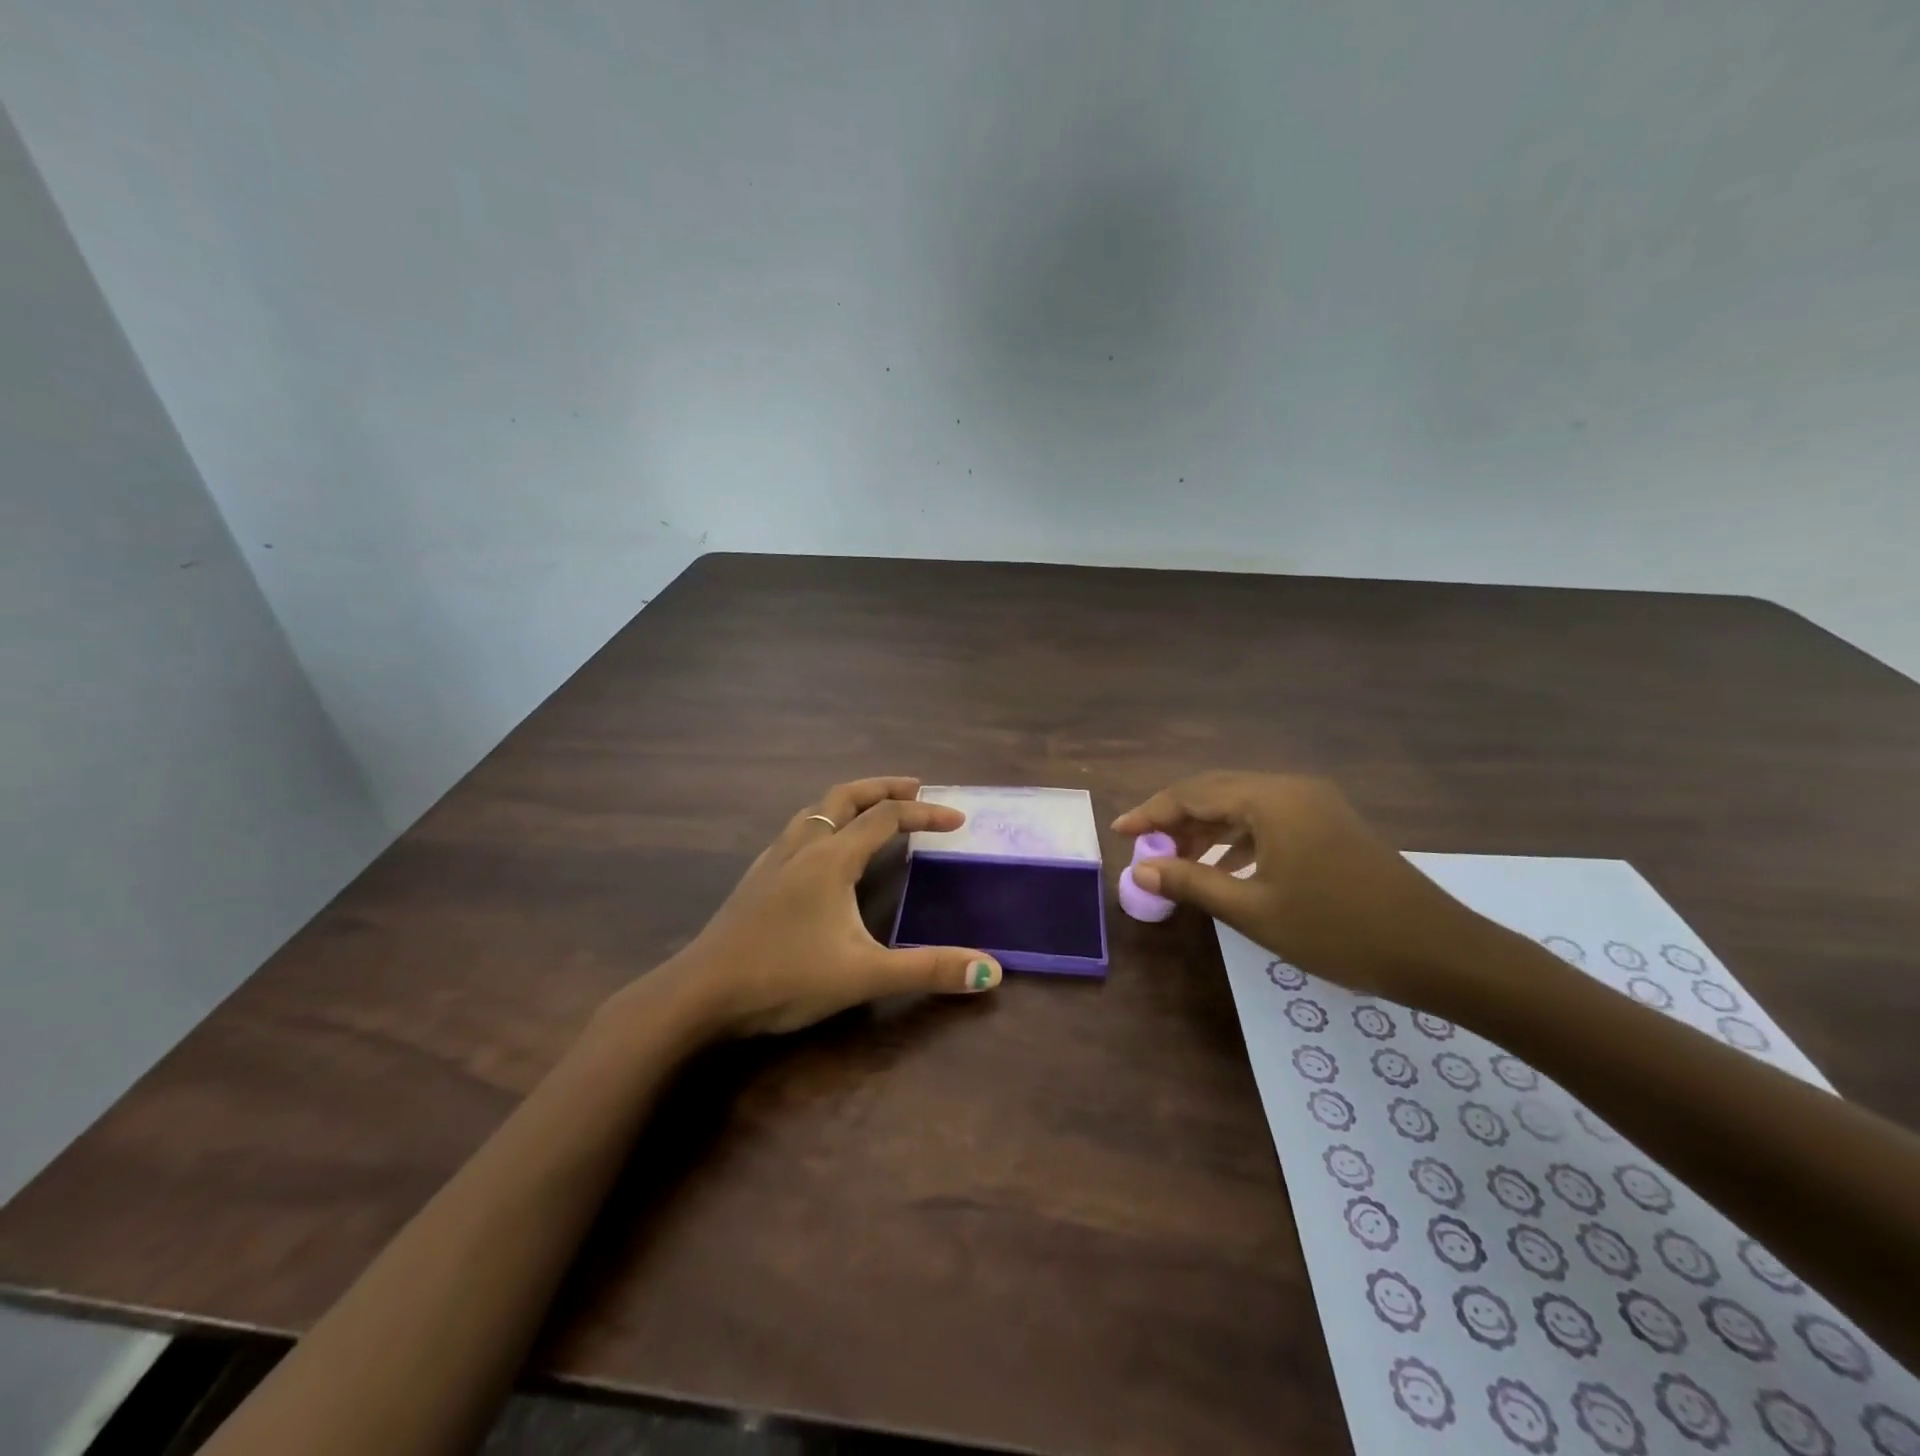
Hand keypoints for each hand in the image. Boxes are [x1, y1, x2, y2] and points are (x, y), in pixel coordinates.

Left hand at [640, 777, 1002, 1037]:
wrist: (700, 994)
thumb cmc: (784, 977)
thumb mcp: (864, 975)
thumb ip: (928, 969)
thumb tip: (991, 971)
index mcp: (831, 858)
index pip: (887, 818)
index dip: (925, 814)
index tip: (957, 819)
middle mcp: (802, 847)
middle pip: (846, 796)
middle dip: (884, 787)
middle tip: (917, 788)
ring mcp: (773, 860)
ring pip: (816, 810)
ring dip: (851, 803)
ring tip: (873, 813)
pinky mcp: (756, 879)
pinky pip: (797, 832)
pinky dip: (824, 824)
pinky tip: (822, 853)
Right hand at [1112, 771, 1484, 1005]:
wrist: (1438, 952)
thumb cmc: (1337, 930)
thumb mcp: (1254, 909)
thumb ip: (1191, 881)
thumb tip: (1139, 866)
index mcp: (1270, 799)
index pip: (1192, 794)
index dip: (1150, 813)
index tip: (1118, 833)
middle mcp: (1290, 789)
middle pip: (1216, 792)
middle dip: (1175, 819)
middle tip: (1144, 849)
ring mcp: (1315, 804)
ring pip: (1242, 806)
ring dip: (1206, 830)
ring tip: (1177, 862)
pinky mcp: (1330, 824)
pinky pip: (1268, 820)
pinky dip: (1237, 839)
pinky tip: (1226, 868)